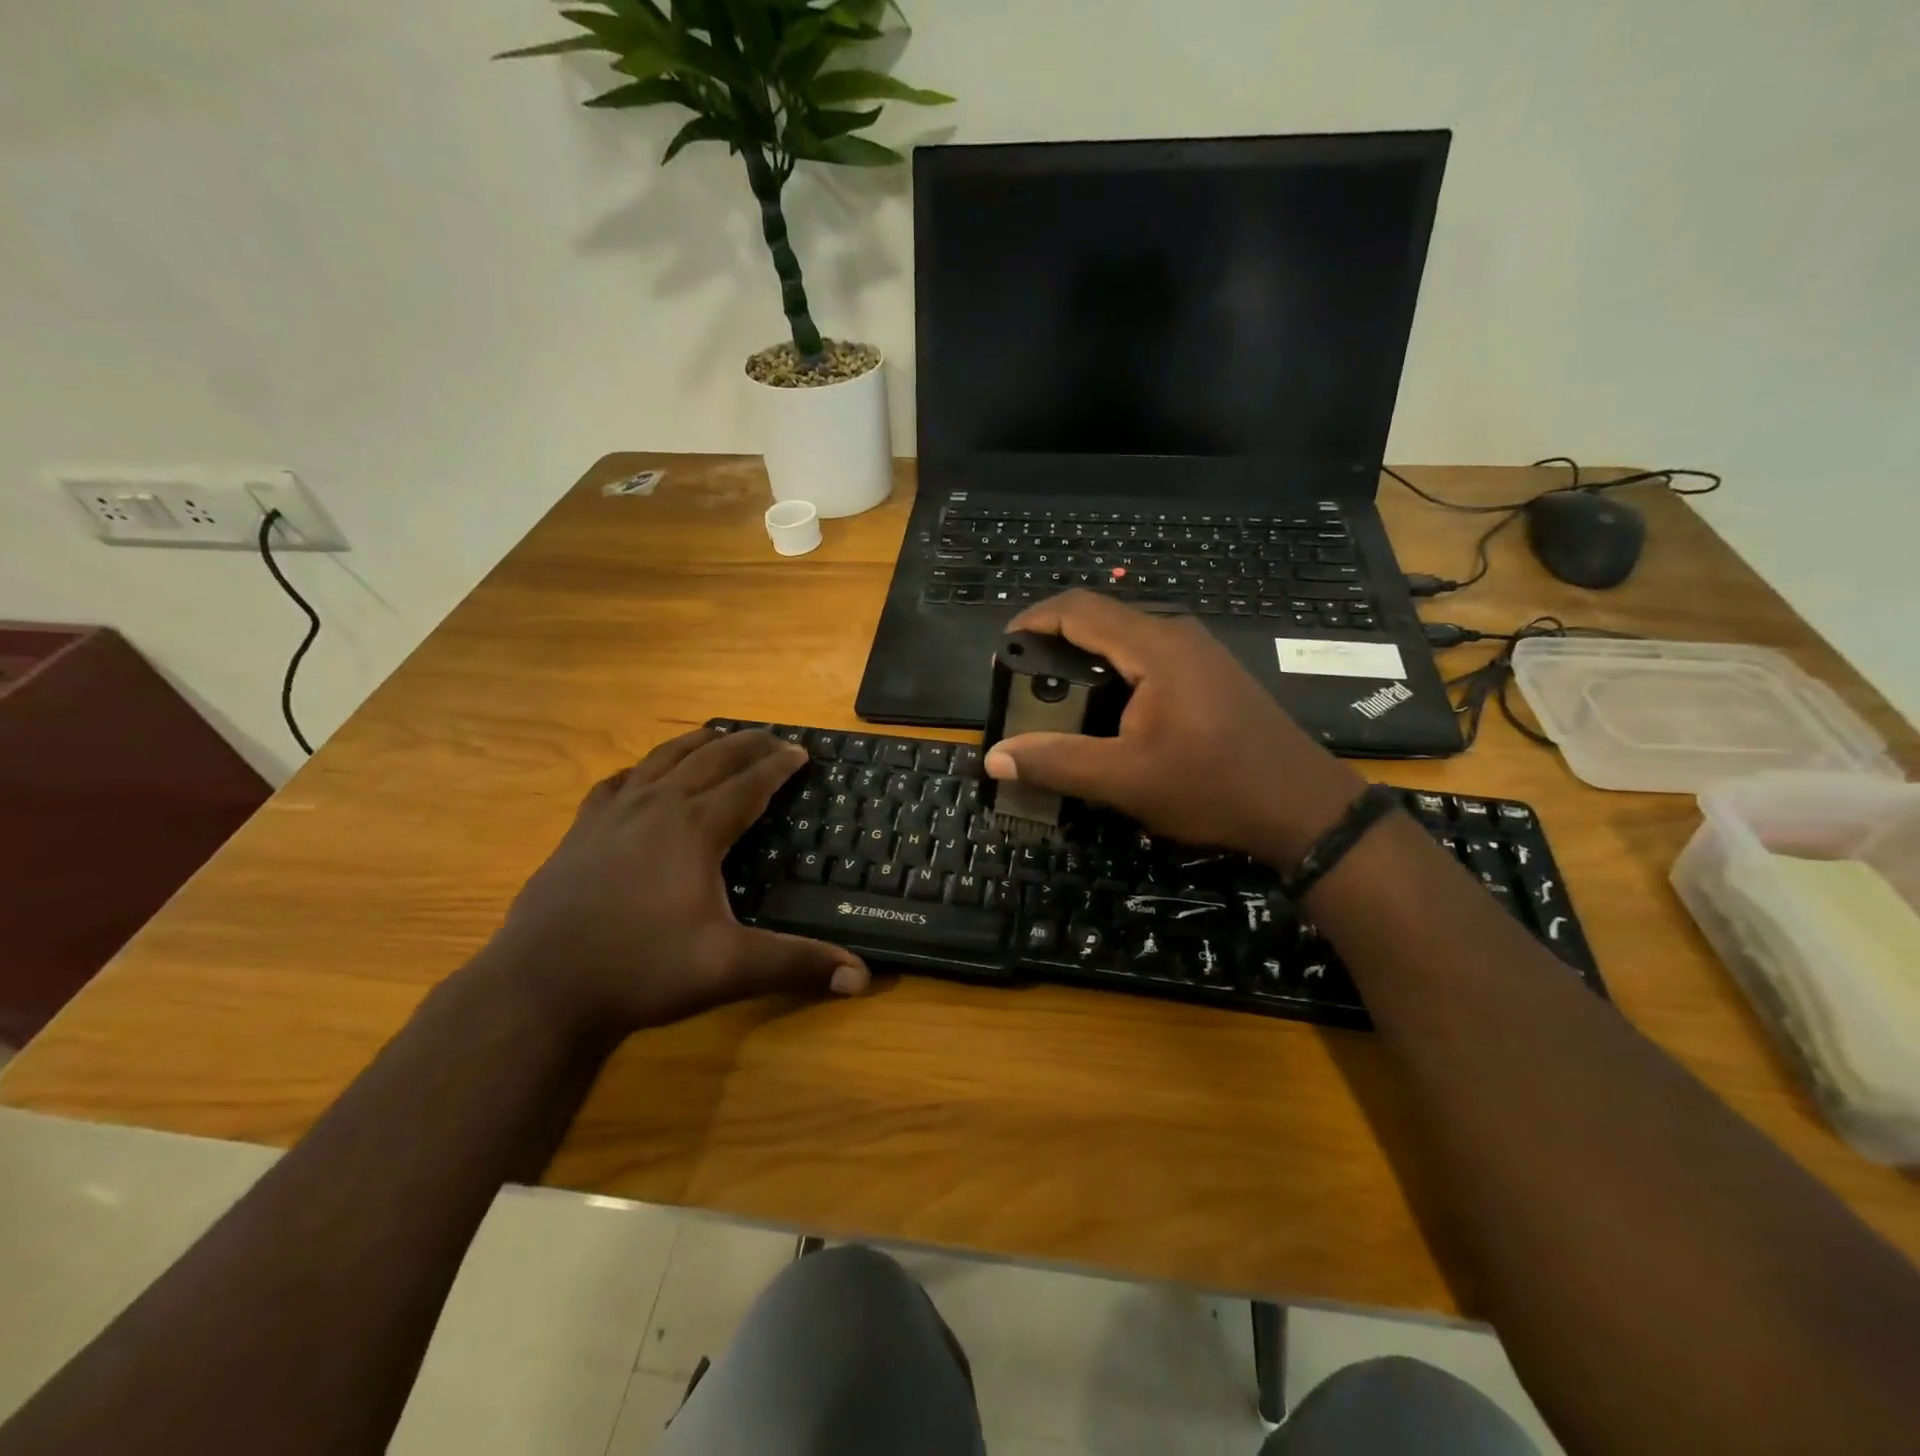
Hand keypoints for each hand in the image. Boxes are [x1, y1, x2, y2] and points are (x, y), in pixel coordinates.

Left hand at [489, 728, 868, 1036]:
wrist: (537, 987)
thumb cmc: (639, 970)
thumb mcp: (727, 968)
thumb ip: (796, 965)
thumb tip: (862, 977)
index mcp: (695, 828)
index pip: (749, 783)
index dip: (779, 765)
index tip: (802, 752)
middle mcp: (657, 807)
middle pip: (710, 758)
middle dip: (747, 744)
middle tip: (774, 737)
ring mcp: (613, 815)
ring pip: (663, 760)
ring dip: (697, 744)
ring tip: (719, 735)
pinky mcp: (581, 831)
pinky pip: (618, 783)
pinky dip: (641, 769)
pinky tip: (642, 775)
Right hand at [983, 592, 1365, 863]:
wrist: (1304, 809)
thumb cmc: (1215, 787)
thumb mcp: (1126, 780)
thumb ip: (1057, 762)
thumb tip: (995, 757)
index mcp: (1156, 647)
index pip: (1078, 609)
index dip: (1032, 620)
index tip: (1001, 650)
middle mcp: (1177, 636)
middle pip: (1100, 618)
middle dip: (1053, 641)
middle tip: (1021, 680)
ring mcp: (1198, 653)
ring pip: (1124, 638)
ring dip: (1083, 658)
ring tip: (1053, 696)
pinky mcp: (1209, 675)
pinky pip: (1146, 657)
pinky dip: (1112, 672)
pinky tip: (1103, 711)